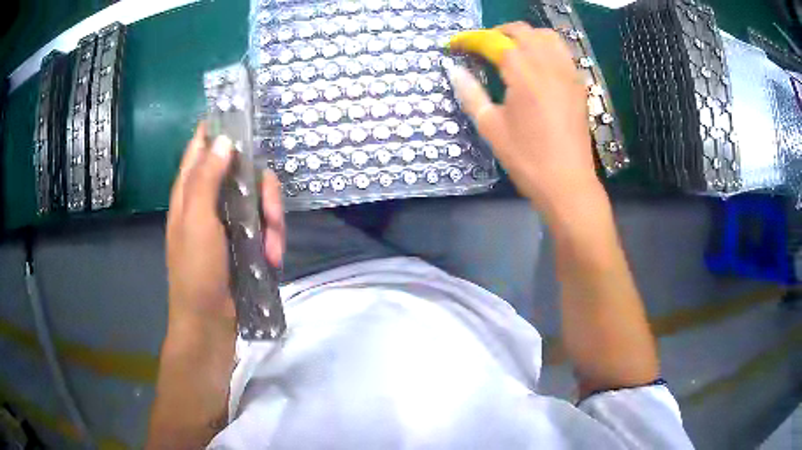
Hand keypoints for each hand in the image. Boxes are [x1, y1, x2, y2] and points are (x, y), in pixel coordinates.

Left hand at [165, 123, 284, 326]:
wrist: (209, 322)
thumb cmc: (196, 271)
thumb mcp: (197, 222)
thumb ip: (206, 179)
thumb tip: (223, 140)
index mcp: (189, 193)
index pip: (200, 149)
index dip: (216, 131)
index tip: (240, 119)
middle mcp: (208, 202)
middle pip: (240, 173)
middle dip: (261, 189)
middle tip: (271, 207)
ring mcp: (228, 224)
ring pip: (257, 201)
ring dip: (271, 220)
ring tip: (273, 247)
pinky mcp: (244, 243)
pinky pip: (263, 227)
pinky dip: (271, 240)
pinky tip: (272, 259)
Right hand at [447, 23, 601, 218]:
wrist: (567, 183)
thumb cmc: (526, 158)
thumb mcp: (490, 127)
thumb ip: (470, 93)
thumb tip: (452, 69)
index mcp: (524, 75)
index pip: (495, 42)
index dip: (473, 40)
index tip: (457, 45)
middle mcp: (549, 66)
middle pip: (524, 31)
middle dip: (499, 32)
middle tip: (483, 47)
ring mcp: (568, 74)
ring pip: (548, 36)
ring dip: (526, 36)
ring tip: (512, 50)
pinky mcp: (579, 85)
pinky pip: (563, 52)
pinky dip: (546, 47)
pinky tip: (537, 64)